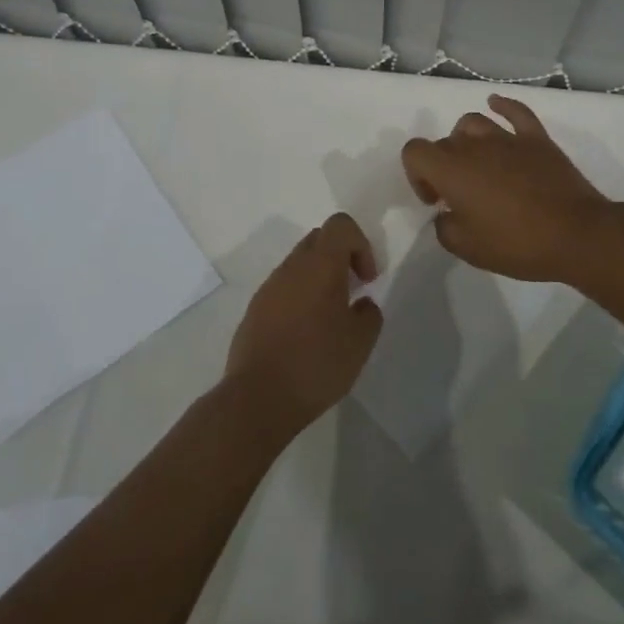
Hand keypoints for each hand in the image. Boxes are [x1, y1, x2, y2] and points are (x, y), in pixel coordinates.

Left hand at [223, 213, 382, 433]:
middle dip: (341, 257)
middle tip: (352, 292)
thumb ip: (369, 314)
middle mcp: (291, 267)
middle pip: (319, 239)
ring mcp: (268, 287)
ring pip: (299, 264)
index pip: (340, 225)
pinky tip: (306, 335)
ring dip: (319, 279)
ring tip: (330, 319)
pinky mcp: (254, 310)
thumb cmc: (316, 364)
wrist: (257, 399)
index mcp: (320, 265)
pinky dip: (299, 298)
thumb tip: (361, 303)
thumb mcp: (360, 343)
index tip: (367, 279)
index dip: (361, 244)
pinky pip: (283, 288)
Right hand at [401, 95, 615, 285]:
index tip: (436, 200)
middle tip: (460, 197)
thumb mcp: (468, 249)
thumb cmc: (517, 244)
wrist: (576, 235)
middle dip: (443, 166)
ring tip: (476, 163)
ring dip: (465, 140)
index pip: (414, 151)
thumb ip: (445, 228)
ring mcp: (508, 138)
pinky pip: (515, 112)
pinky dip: (502, 106)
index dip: (416, 174)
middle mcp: (475, 146)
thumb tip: (447, 214)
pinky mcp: (537, 138)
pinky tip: (495, 105)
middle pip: (445, 141)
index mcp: (452, 170)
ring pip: (473, 122)